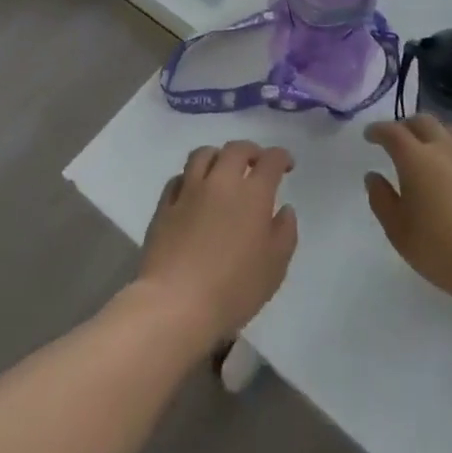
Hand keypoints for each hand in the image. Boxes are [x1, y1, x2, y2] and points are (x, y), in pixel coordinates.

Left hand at [137, 140, 298, 353]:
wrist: (175, 304)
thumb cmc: (233, 289)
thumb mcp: (275, 267)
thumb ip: (285, 233)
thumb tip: (284, 209)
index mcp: (253, 194)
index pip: (270, 160)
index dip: (281, 157)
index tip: (286, 166)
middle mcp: (221, 182)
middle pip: (236, 149)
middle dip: (251, 151)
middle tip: (256, 164)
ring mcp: (189, 190)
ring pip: (203, 154)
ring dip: (218, 156)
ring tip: (223, 170)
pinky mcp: (165, 205)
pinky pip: (179, 178)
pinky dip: (191, 177)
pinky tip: (194, 192)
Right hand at [365, 116, 451, 312]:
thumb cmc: (442, 250)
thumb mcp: (399, 232)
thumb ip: (381, 200)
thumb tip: (373, 176)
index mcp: (416, 158)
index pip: (392, 132)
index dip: (378, 130)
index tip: (369, 135)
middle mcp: (444, 146)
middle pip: (422, 121)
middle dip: (405, 125)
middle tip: (397, 139)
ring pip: (448, 129)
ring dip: (433, 132)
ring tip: (428, 148)